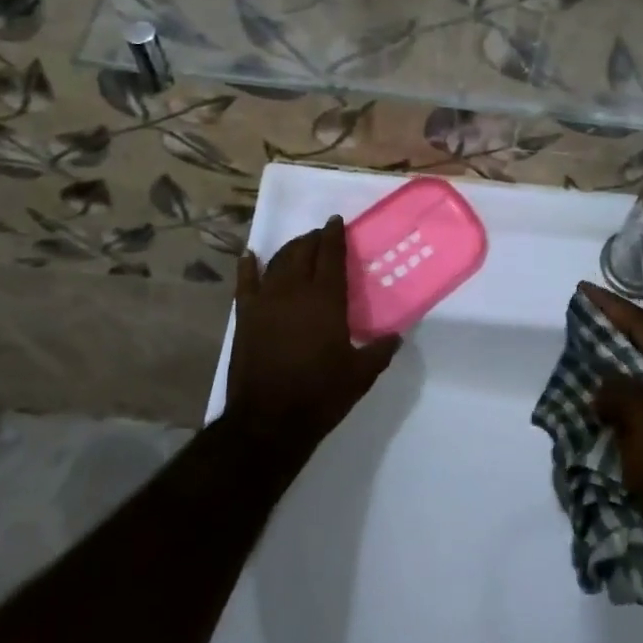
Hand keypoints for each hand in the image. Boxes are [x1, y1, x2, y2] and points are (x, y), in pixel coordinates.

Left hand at [226, 216, 400, 450]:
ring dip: (289, 249)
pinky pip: (245, 283)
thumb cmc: (320, 394)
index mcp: (325, 299)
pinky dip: (248, 267)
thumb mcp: (361, 374)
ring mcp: (266, 301)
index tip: (336, 221)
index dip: (334, 235)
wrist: (269, 420)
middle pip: (302, 252)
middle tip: (321, 236)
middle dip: (313, 239)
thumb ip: (380, 350)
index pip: (331, 255)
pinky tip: (249, 256)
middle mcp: (294, 291)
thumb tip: (396, 336)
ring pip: (277, 262)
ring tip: (299, 246)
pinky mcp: (245, 317)